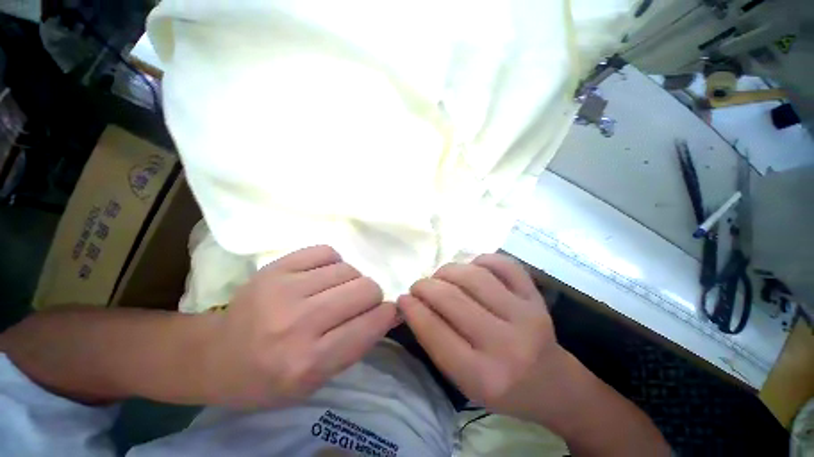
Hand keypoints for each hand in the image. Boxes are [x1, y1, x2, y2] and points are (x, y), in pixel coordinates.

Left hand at [203, 245, 397, 407]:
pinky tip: (322, 279)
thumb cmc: (267, 383)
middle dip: (371, 299)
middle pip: (363, 290)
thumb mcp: (313, 386)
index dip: (387, 316)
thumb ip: (349, 351)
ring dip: (350, 283)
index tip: (386, 315)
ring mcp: (284, 291)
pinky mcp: (273, 270)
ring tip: (335, 295)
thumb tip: (382, 317)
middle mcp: (300, 323)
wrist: (219, 357)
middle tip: (357, 309)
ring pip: (346, 269)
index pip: (370, 325)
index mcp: (312, 361)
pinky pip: (322, 252)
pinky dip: (331, 264)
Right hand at [398, 253, 560, 419]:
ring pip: (477, 279)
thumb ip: (440, 350)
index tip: (402, 299)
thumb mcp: (466, 385)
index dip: (413, 310)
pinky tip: (471, 267)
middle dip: (426, 287)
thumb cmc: (504, 392)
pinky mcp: (538, 300)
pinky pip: (508, 267)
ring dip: (449, 271)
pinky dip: (484, 261)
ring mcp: (525, 317)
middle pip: (453, 301)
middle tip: (417, 287)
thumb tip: (416, 308)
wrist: (551, 384)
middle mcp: (504, 344)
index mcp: (481, 375)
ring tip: (440, 277)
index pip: (436, 333)